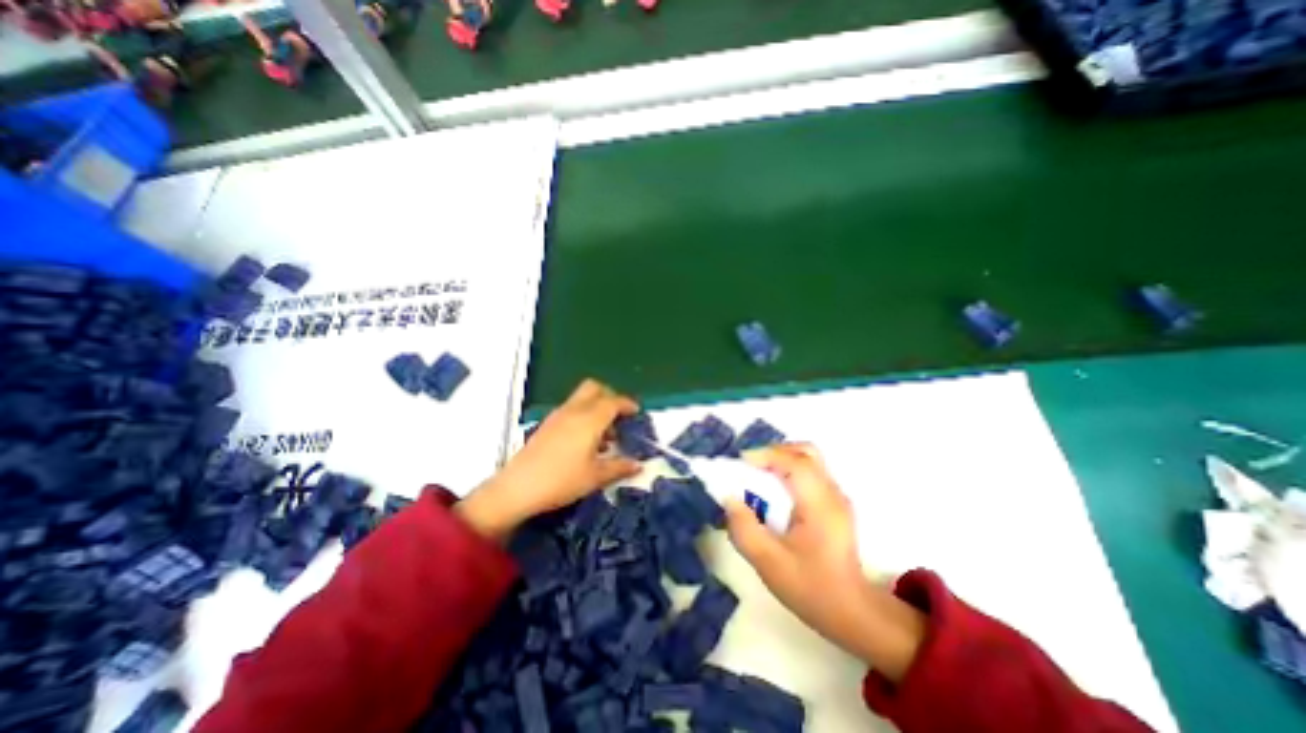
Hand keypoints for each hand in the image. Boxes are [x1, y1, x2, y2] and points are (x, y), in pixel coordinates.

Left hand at [459, 380, 641, 540]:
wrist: (518, 488)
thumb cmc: (562, 480)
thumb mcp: (595, 477)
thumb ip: (619, 467)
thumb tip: (638, 465)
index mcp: (589, 419)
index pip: (613, 402)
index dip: (627, 404)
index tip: (636, 412)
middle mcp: (573, 411)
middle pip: (594, 388)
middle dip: (609, 396)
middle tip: (618, 417)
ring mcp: (557, 416)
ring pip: (581, 398)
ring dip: (596, 407)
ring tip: (605, 436)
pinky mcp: (547, 424)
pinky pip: (571, 409)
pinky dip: (583, 415)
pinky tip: (585, 442)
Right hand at [724, 443, 927, 683]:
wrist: (853, 614)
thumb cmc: (811, 588)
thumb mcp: (769, 563)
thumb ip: (744, 529)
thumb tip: (729, 498)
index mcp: (820, 504)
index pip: (795, 462)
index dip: (766, 455)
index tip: (740, 462)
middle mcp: (832, 493)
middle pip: (805, 452)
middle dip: (773, 452)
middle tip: (749, 467)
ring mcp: (836, 497)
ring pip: (808, 459)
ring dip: (780, 460)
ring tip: (758, 476)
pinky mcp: (833, 503)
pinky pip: (809, 472)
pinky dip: (787, 471)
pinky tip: (773, 491)